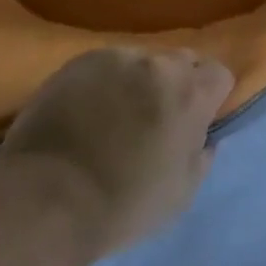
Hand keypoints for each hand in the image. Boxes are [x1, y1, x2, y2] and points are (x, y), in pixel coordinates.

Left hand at [0, 47, 232, 257]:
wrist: (45, 202)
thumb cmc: (121, 207)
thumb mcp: (180, 195)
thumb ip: (201, 157)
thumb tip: (204, 138)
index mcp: (191, 93)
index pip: (220, 74)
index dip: (210, 98)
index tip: (195, 122)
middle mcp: (160, 64)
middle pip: (182, 61)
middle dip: (176, 85)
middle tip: (155, 120)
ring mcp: (118, 58)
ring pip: (141, 62)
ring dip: (137, 83)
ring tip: (113, 116)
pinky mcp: (81, 62)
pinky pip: (104, 66)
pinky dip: (102, 84)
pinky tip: (84, 114)